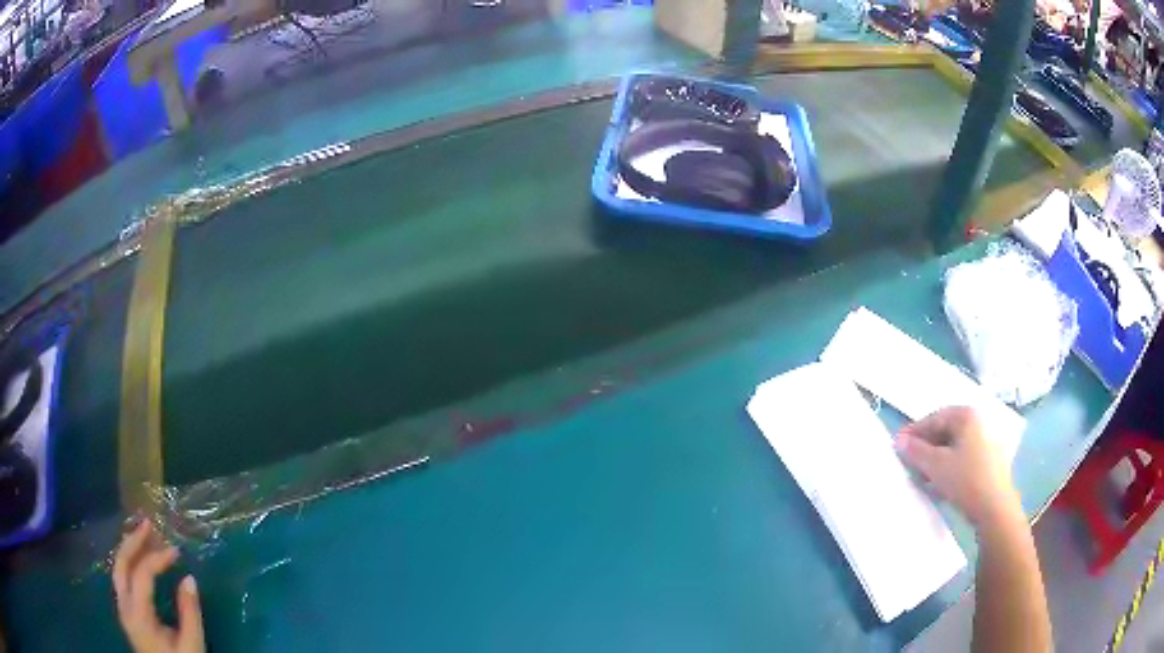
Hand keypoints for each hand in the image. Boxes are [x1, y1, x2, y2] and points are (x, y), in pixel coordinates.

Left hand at [112, 520, 204, 652]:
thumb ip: (189, 614)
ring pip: (117, 568)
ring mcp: (122, 608)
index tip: (176, 551)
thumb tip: (189, 578)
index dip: (157, 558)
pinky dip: (129, 562)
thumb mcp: (191, 646)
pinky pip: (121, 578)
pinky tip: (138, 559)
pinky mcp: (126, 611)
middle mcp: (124, 606)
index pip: (142, 574)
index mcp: (138, 615)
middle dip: (132, 541)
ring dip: (129, 548)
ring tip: (143, 535)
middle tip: (148, 523)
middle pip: (120, 564)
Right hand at [896, 406, 1021, 526]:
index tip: (897, 445)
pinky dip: (949, 465)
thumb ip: (916, 451)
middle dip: (925, 446)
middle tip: (909, 461)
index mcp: (966, 415)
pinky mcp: (989, 460)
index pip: (934, 417)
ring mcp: (986, 440)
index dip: (914, 431)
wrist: (994, 507)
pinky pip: (963, 456)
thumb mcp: (935, 465)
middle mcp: (978, 422)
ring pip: (954, 445)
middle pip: (945, 430)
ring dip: (936, 458)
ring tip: (922, 475)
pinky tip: (940, 482)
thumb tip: (900, 441)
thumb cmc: (965, 479)